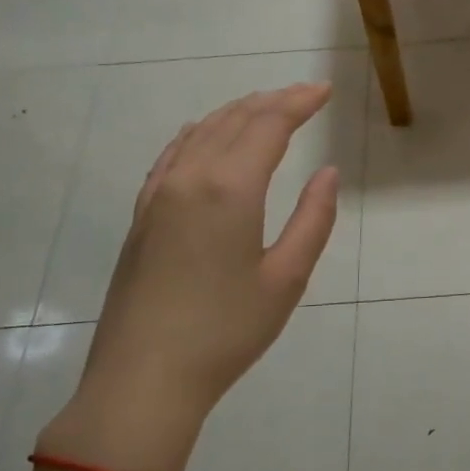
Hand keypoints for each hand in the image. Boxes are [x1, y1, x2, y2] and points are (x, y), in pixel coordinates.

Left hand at [42, 83, 339, 470]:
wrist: (143, 379)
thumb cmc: (226, 331)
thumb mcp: (287, 278)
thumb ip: (313, 219)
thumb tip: (327, 174)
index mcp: (230, 189)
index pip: (268, 125)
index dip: (298, 103)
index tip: (324, 91)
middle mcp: (190, 178)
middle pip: (234, 120)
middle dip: (272, 101)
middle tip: (305, 95)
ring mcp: (159, 195)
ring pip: (200, 132)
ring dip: (236, 112)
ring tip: (265, 106)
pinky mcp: (142, 216)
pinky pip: (172, 155)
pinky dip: (198, 134)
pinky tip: (204, 134)